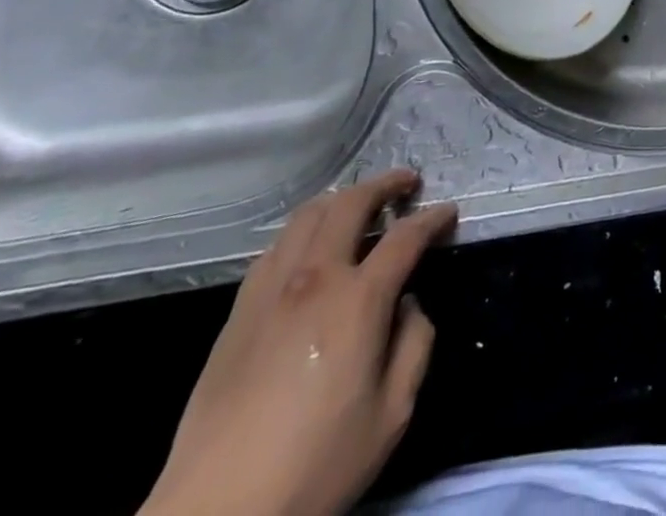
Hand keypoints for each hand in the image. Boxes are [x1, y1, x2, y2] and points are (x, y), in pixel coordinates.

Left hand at [142, 170, 457, 515]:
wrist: (217, 512)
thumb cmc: (315, 466)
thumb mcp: (391, 415)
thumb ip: (415, 345)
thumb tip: (409, 304)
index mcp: (358, 301)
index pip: (405, 237)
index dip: (432, 218)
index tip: (448, 212)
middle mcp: (314, 278)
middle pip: (351, 203)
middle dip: (385, 184)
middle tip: (406, 183)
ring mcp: (271, 289)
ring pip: (308, 215)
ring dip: (341, 200)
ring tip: (359, 206)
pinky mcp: (239, 310)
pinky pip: (275, 247)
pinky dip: (303, 232)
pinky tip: (310, 249)